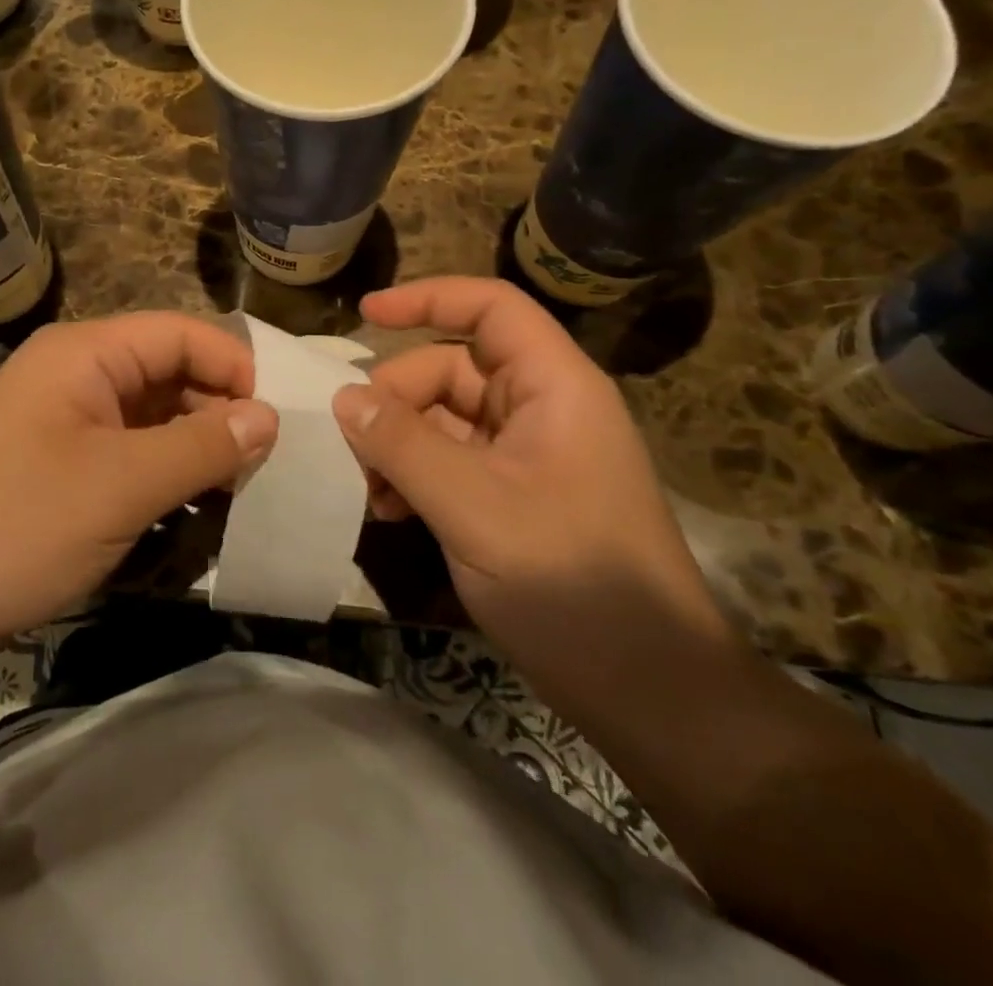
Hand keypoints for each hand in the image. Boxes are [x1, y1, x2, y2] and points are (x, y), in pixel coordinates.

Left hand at [0, 313, 277, 654]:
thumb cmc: (18, 526)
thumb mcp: (122, 485)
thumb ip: (202, 446)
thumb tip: (269, 418)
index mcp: (85, 354)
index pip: (181, 334)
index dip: (235, 366)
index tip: (280, 418)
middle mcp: (74, 374)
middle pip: (167, 372)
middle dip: (219, 411)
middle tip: (267, 463)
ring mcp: (63, 421)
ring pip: (150, 416)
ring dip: (194, 447)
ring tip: (240, 489)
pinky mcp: (57, 464)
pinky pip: (126, 452)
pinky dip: (163, 473)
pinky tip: (192, 508)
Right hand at [332, 277, 726, 664]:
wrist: (648, 693)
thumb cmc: (572, 583)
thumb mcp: (474, 507)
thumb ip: (404, 445)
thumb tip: (344, 397)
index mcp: (555, 387)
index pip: (491, 308)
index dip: (428, 298)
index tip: (365, 313)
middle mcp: (542, 408)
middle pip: (453, 369)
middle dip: (396, 399)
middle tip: (353, 445)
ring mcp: (528, 455)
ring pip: (444, 418)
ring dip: (398, 443)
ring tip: (368, 489)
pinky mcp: (514, 495)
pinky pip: (450, 460)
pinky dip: (413, 475)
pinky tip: (388, 510)